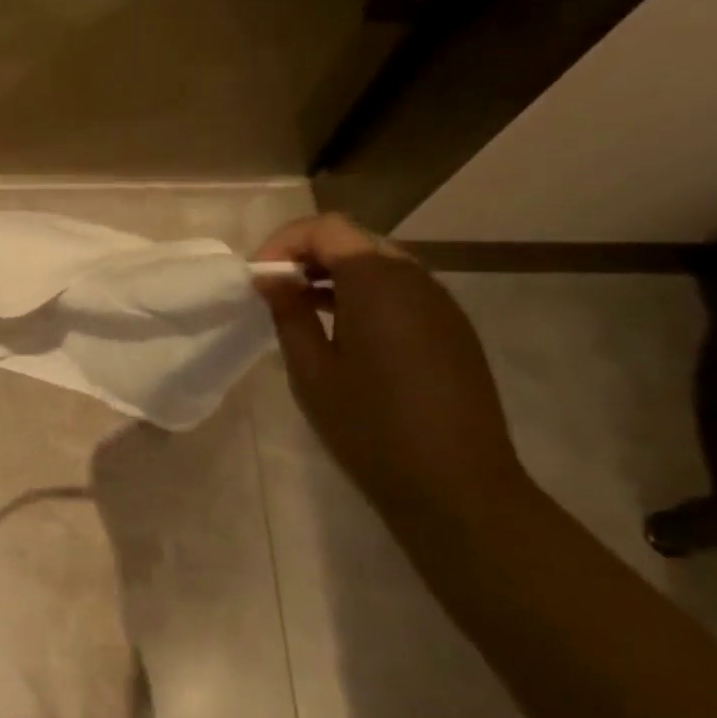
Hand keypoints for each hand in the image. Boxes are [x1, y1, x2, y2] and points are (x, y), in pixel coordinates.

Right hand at [252, 214, 526, 517]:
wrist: (458, 488)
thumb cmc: (371, 427)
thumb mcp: (312, 370)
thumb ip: (288, 313)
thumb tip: (271, 277)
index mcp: (378, 282)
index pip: (325, 228)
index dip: (283, 243)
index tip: (258, 279)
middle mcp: (416, 279)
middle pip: (354, 240)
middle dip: (308, 255)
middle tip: (275, 290)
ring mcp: (441, 304)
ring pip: (379, 264)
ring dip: (335, 274)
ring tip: (302, 309)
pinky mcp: (452, 330)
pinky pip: (401, 291)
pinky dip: (364, 295)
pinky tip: (343, 332)